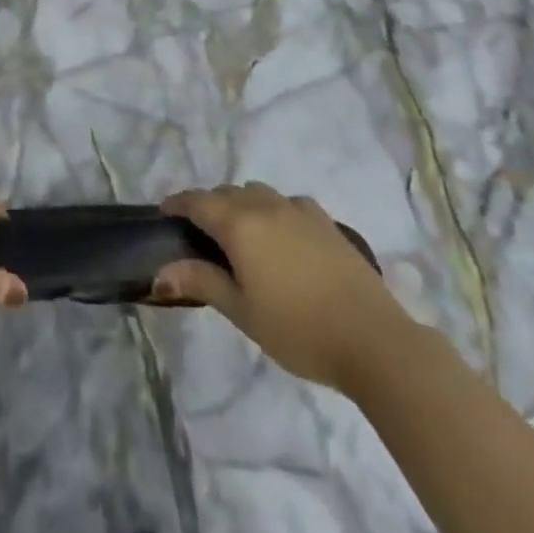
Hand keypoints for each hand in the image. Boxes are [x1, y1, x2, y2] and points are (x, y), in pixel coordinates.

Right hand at [153, 183, 409, 396]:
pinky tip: (282, 237)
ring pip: (258, 193)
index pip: (198, 201)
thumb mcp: (243, 312)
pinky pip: (288, 203)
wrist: (373, 339)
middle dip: (208, 206)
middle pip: (227, 193)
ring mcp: (299, 209)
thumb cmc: (298, 330)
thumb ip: (202, 282)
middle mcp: (266, 205)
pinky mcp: (326, 221)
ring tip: (241, 235)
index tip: (164, 214)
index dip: (177, 204)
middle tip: (201, 235)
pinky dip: (274, 210)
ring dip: (241, 205)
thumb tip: (160, 272)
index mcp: (240, 224)